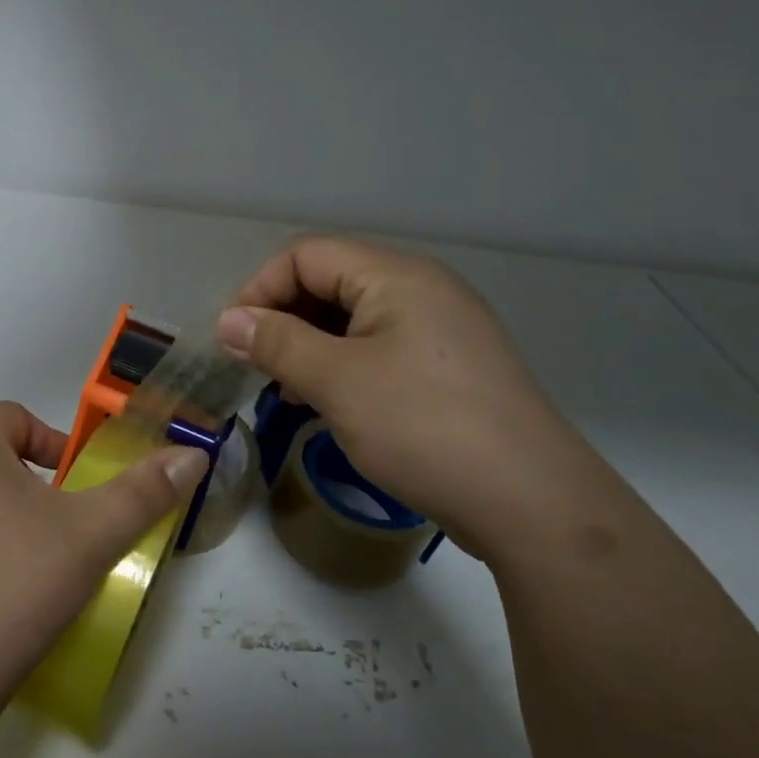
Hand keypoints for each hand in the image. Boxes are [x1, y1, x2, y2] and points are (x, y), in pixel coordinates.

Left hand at [0, 402, 208, 710]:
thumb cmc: (17, 582)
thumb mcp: (93, 534)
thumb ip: (143, 492)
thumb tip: (192, 455)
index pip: (9, 415)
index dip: (50, 434)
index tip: (79, 476)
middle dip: (41, 486)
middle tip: (76, 525)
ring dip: (18, 523)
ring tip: (52, 564)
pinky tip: (18, 599)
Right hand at [218, 238, 601, 556]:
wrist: (530, 502)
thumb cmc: (423, 427)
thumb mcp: (336, 382)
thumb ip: (276, 343)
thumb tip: (227, 321)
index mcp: (396, 276)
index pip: (306, 255)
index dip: (260, 289)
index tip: (234, 339)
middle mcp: (422, 289)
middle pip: (330, 281)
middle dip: (283, 319)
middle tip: (256, 368)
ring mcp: (440, 330)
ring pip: (353, 319)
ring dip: (309, 346)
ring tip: (286, 390)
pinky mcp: (448, 369)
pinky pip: (379, 350)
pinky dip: (342, 367)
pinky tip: (327, 404)